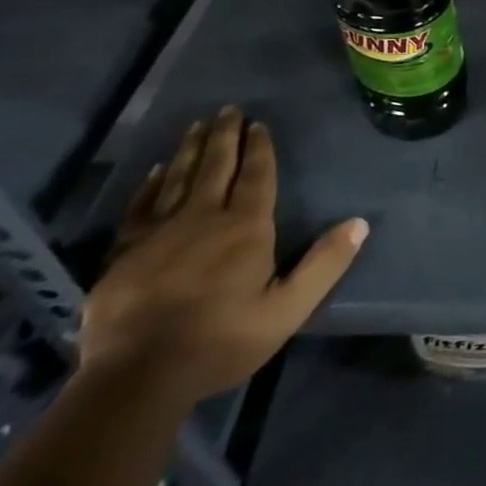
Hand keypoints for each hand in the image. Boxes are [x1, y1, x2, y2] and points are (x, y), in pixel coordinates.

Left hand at [80, 106, 368, 404]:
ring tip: (197, 125)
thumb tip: (360, 223)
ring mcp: (160, 231)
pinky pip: (142, 205)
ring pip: (178, 177)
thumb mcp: (287, 309)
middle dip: (224, 135)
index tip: (258, 124)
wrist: (137, 376)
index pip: (256, 175)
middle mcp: (204, 217)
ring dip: (190, 149)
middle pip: (216, 165)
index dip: (259, 148)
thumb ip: (324, 264)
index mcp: (245, 227)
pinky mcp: (125, 250)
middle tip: (228, 109)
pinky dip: (151, 184)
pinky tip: (157, 171)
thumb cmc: (221, 340)